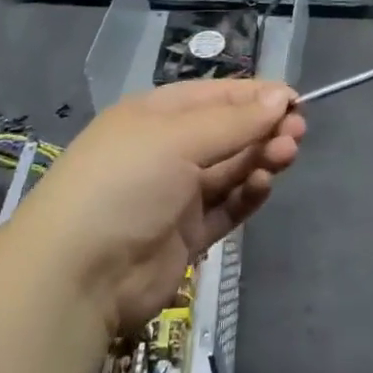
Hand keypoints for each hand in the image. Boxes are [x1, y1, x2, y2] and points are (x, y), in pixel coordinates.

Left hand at [20, 80, 304, 332]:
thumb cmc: (125, 183)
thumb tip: (283, 95)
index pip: (217, 96)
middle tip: (297, 133)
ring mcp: (176, 195)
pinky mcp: (185, 236)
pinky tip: (263, 186)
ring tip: (286, 155)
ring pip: (231, 168)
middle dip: (264, 128)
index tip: (296, 101)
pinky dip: (247, 194)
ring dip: (260, 158)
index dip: (257, 96)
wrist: (76, 276)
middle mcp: (167, 150)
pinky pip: (225, 207)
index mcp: (157, 115)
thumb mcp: (179, 138)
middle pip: (228, 131)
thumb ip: (236, 120)